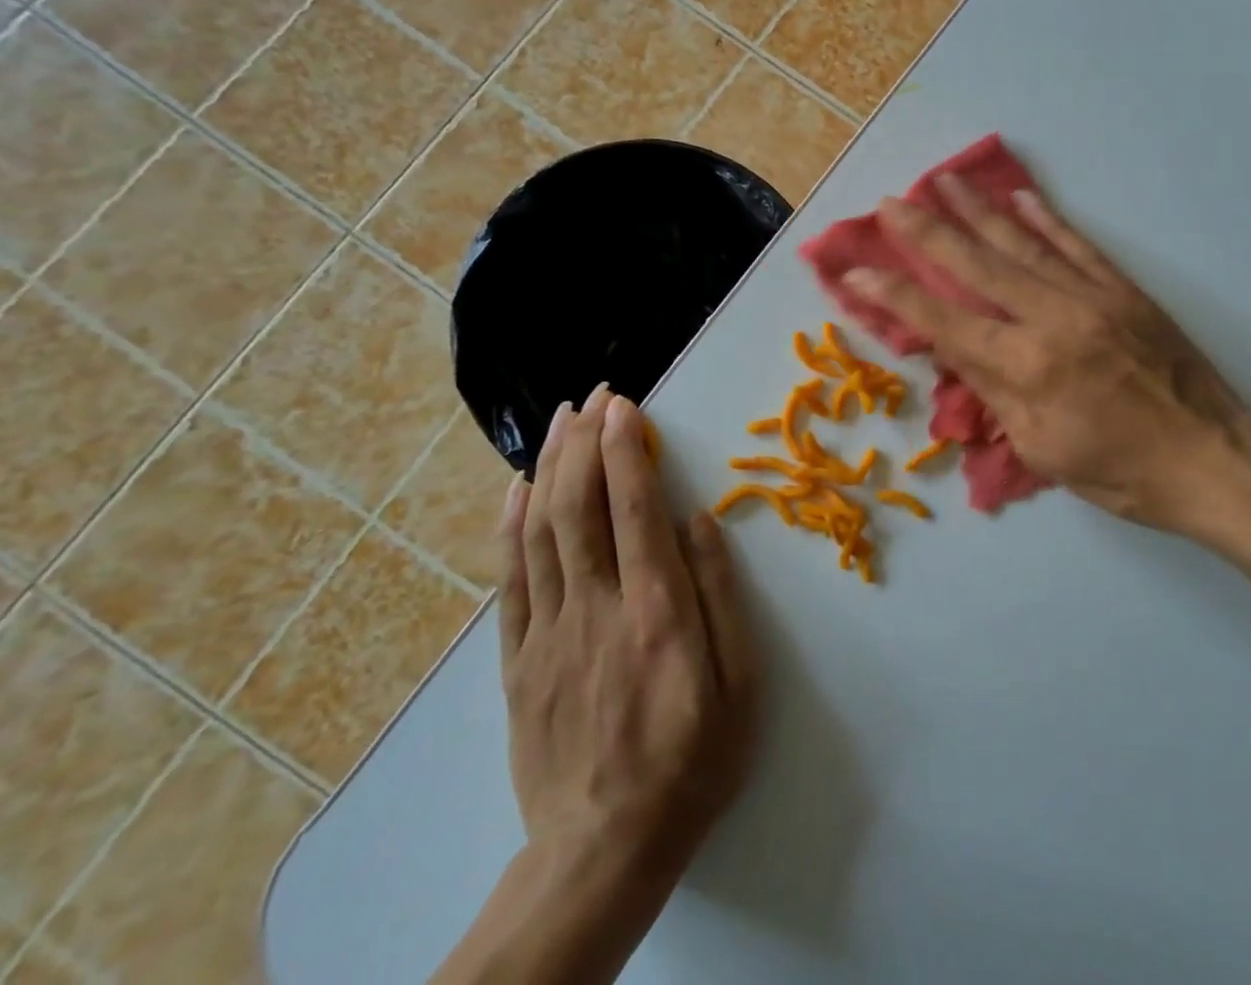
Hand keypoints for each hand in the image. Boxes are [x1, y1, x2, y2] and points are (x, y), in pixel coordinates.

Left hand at [499, 389, 757, 879]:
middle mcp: (597, 607)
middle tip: (594, 397)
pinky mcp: (517, 662)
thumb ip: (721, 596)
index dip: (627, 449)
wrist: (604, 852)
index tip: (626, 405)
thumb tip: (699, 521)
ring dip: (549, 467)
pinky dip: (510, 528)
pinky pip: (508, 582)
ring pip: (541, 533)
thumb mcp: (742, 684)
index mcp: (656, 611)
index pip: (635, 508)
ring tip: (559, 422)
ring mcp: (548, 633)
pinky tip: (515, 491)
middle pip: (580, 507)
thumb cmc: (693, 761)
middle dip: (585, 442)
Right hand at [845, 178, 1250, 534]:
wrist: (1213, 459)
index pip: (943, 321)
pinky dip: (1046, 218)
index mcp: (1026, 367)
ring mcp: (1091, 296)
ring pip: (1023, 243)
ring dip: (979, 210)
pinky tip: (1020, 198)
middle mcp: (1051, 318)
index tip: (855, 270)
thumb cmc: (1122, 473)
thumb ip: (996, 391)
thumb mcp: (1043, 449)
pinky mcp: (1123, 289)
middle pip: (976, 265)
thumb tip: (956, 347)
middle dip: (927, 232)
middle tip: (891, 202)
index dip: (894, 295)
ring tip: (944, 180)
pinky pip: (1077, 244)